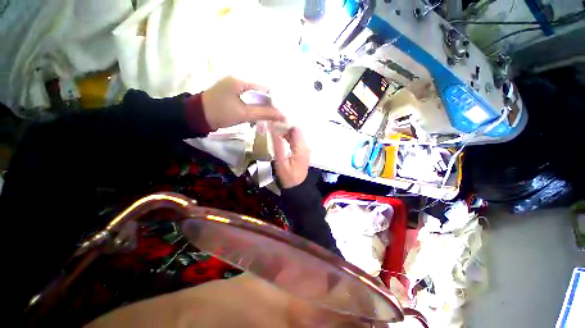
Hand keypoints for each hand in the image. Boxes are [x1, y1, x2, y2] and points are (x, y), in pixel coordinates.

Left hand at [202, 77, 284, 129]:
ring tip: (267, 116)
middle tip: (274, 115)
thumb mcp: (243, 114)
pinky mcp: (230, 93)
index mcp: (240, 81)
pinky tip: (256, 113)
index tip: (279, 111)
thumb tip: (282, 115)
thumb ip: (263, 113)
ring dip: (260, 105)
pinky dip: (253, 105)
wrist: (197, 117)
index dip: (273, 99)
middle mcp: (237, 80)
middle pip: (259, 91)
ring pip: (254, 95)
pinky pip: (247, 98)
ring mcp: (233, 86)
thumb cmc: (220, 114)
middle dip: (267, 103)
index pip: (263, 88)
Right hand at [270, 125, 310, 188]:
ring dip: (286, 132)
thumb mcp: (280, 162)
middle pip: (297, 131)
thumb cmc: (287, 176)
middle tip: (273, 128)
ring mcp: (306, 148)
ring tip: (275, 133)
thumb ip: (278, 145)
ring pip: (297, 135)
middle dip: (285, 127)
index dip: (285, 124)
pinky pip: (297, 140)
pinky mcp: (304, 151)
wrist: (297, 186)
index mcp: (301, 148)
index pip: (295, 129)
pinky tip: (282, 139)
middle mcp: (306, 146)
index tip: (274, 124)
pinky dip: (289, 137)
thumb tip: (273, 128)